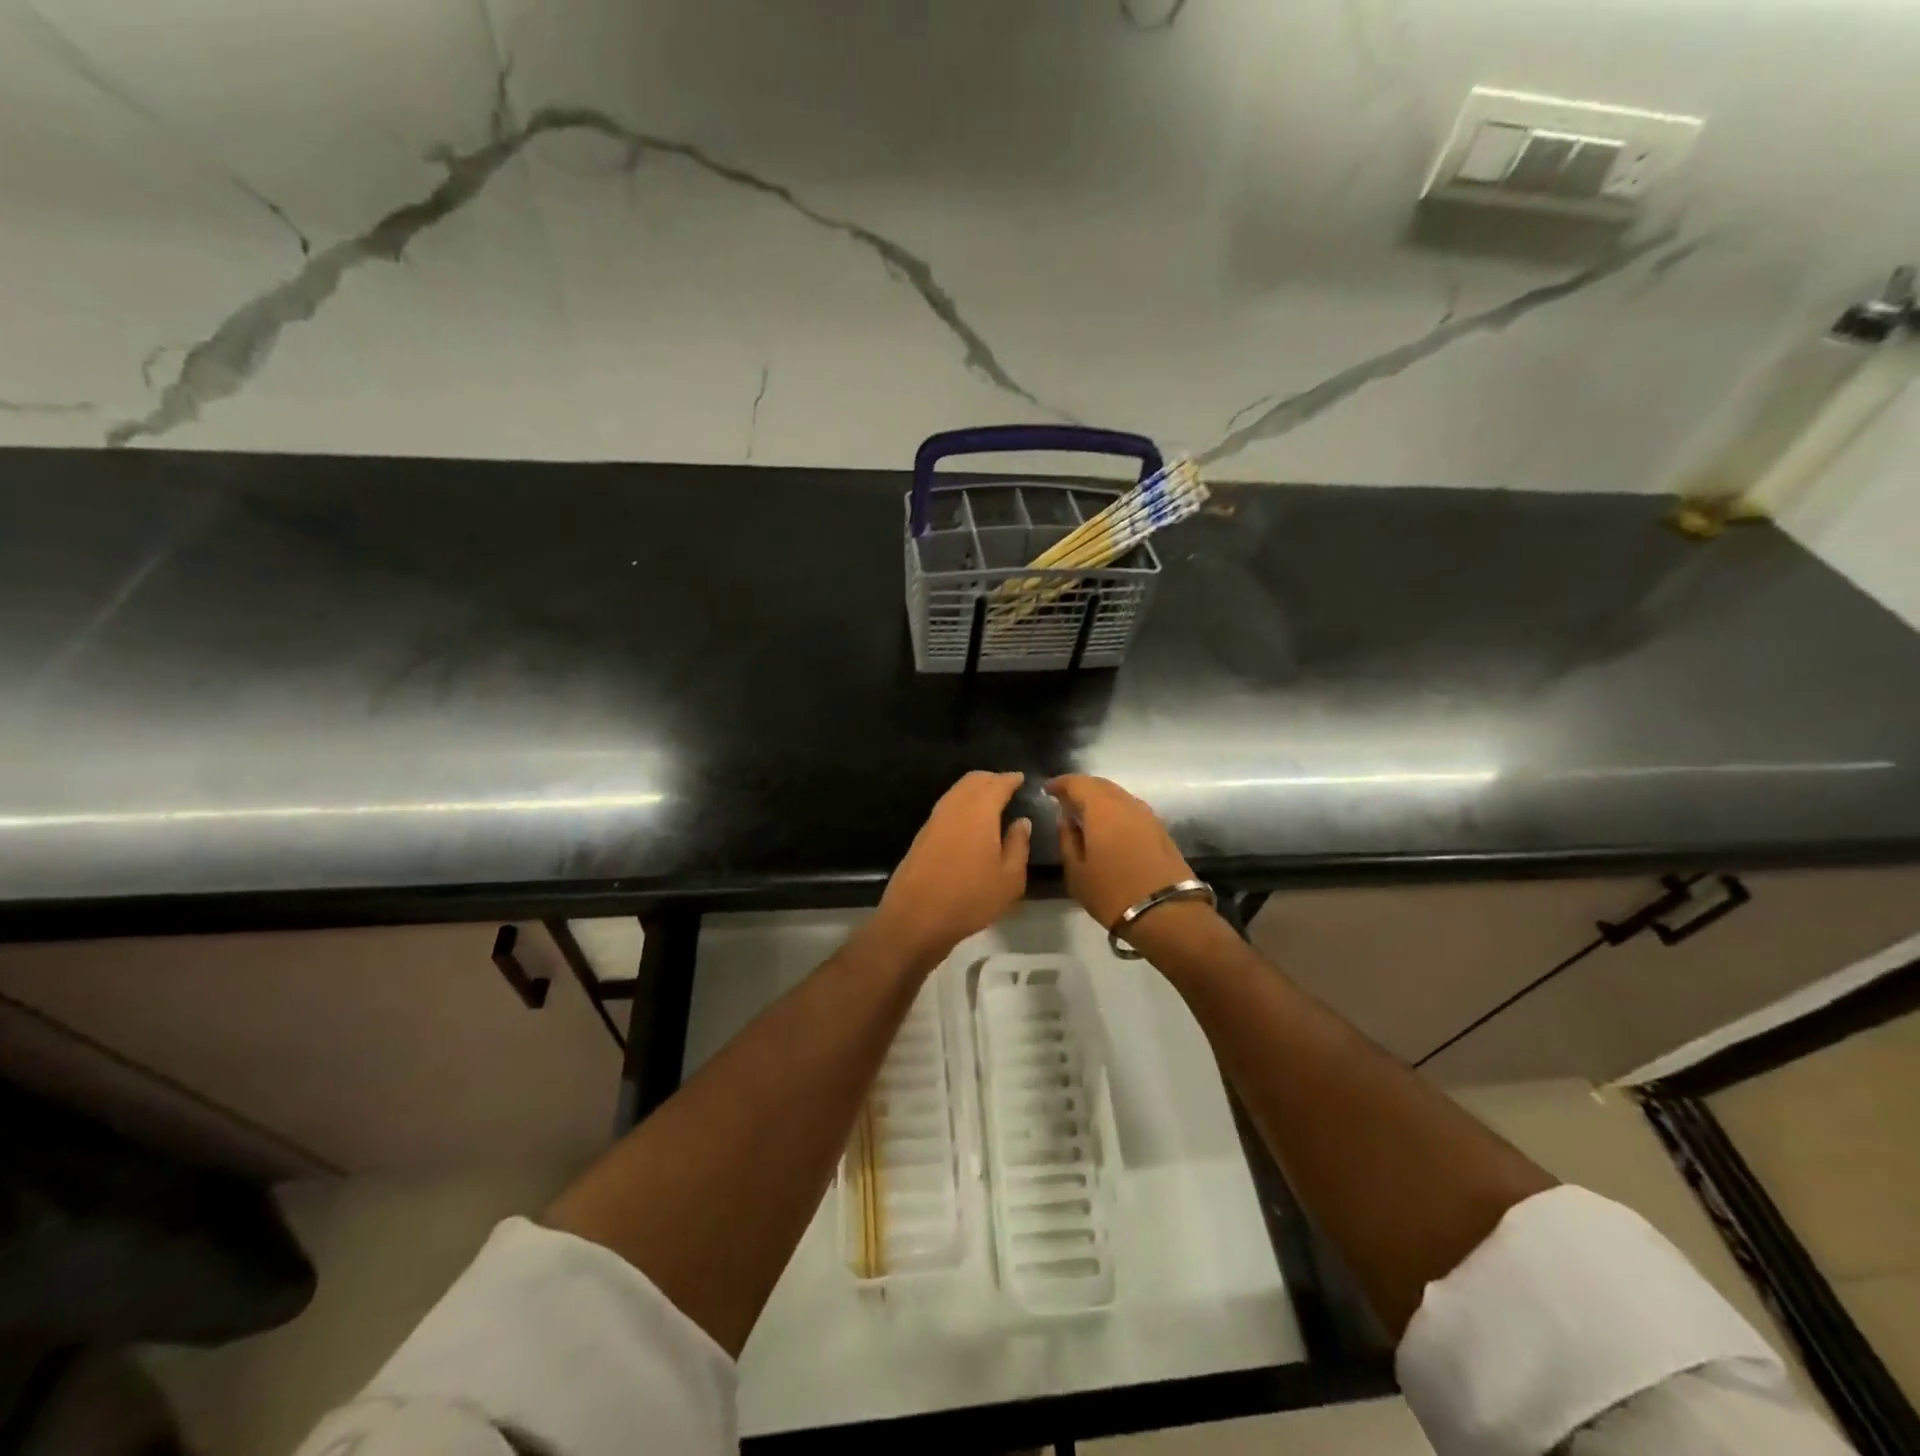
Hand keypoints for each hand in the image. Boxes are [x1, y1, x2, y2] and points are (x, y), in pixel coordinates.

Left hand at [865, 771, 1031, 972]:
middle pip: (972, 781)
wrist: (915, 919)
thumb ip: (1018, 845)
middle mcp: (954, 807)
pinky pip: (946, 807)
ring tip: (991, 802)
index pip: (997, 784)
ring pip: (956, 792)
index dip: (1010, 779)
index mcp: (979, 811)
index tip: (1021, 778)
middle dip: (991, 779)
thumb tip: (1022, 821)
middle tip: (1007, 786)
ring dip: (974, 790)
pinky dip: (961, 804)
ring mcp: (934, 820)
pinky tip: (969, 821)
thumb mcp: (1009, 879)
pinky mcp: (921, 835)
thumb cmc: (970, 899)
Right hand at [1046, 774, 1197, 929]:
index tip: (1048, 790)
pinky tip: (1109, 827)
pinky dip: (1116, 810)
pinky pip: (1131, 809)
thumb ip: (1067, 839)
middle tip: (1066, 800)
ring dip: (1100, 799)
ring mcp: (1147, 815)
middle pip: (1101, 784)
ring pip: (1119, 795)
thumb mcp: (1076, 872)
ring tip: (1086, 814)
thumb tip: (1066, 819)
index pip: (1078, 783)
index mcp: (1102, 809)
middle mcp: (1126, 803)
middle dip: (1081, 788)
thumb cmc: (1112, 893)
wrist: (1167, 913)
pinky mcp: (1160, 829)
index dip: (1062, 783)